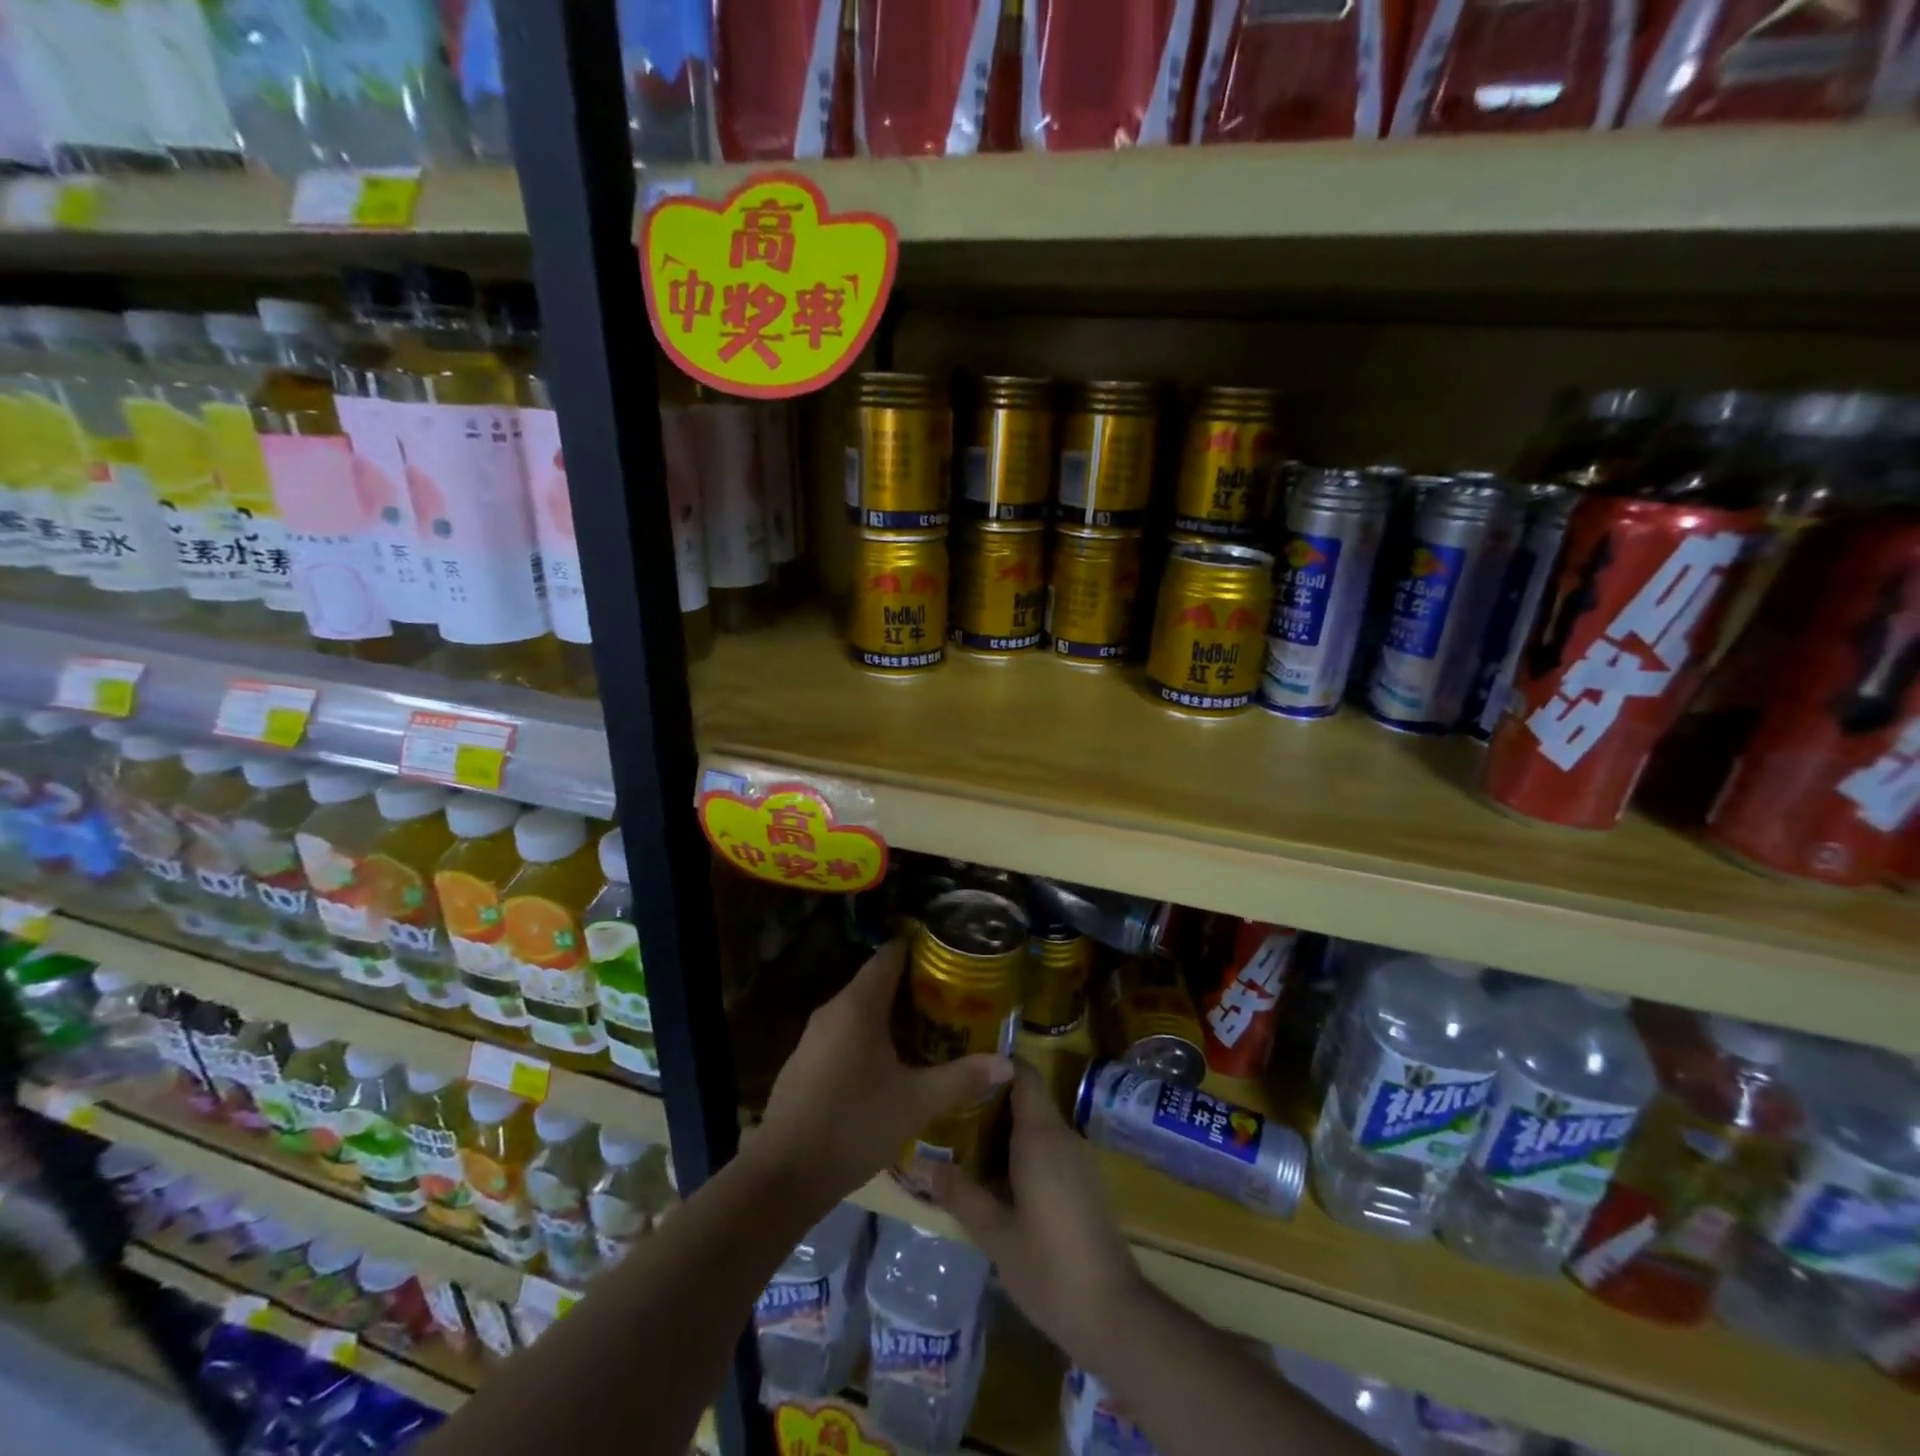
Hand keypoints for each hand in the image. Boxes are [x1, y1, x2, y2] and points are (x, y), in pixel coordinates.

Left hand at [751, 939, 1013, 1216]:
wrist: (782, 1176)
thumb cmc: (853, 1125)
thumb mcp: (916, 1103)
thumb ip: (961, 1079)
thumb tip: (1006, 1064)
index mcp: (858, 1005)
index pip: (889, 956)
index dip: (918, 950)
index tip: (949, 957)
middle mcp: (832, 1010)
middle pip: (876, 983)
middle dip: (912, 989)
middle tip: (950, 1002)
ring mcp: (812, 1037)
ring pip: (859, 1012)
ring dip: (890, 1018)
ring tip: (928, 1033)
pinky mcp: (803, 1063)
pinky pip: (843, 1035)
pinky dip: (868, 1039)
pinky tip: (889, 1067)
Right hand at [929, 1062, 1145, 1357]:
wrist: (1114, 1314)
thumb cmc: (1048, 1267)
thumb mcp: (995, 1234)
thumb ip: (959, 1194)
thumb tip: (919, 1165)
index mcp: (1041, 1136)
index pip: (1023, 1073)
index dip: (996, 1064)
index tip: (962, 1067)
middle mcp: (1064, 1136)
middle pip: (1027, 1098)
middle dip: (991, 1101)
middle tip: (951, 1109)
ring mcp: (1080, 1159)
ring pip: (1039, 1125)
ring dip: (1005, 1129)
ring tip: (965, 1142)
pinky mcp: (1086, 1183)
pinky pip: (1051, 1149)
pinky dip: (1024, 1151)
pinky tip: (998, 1178)